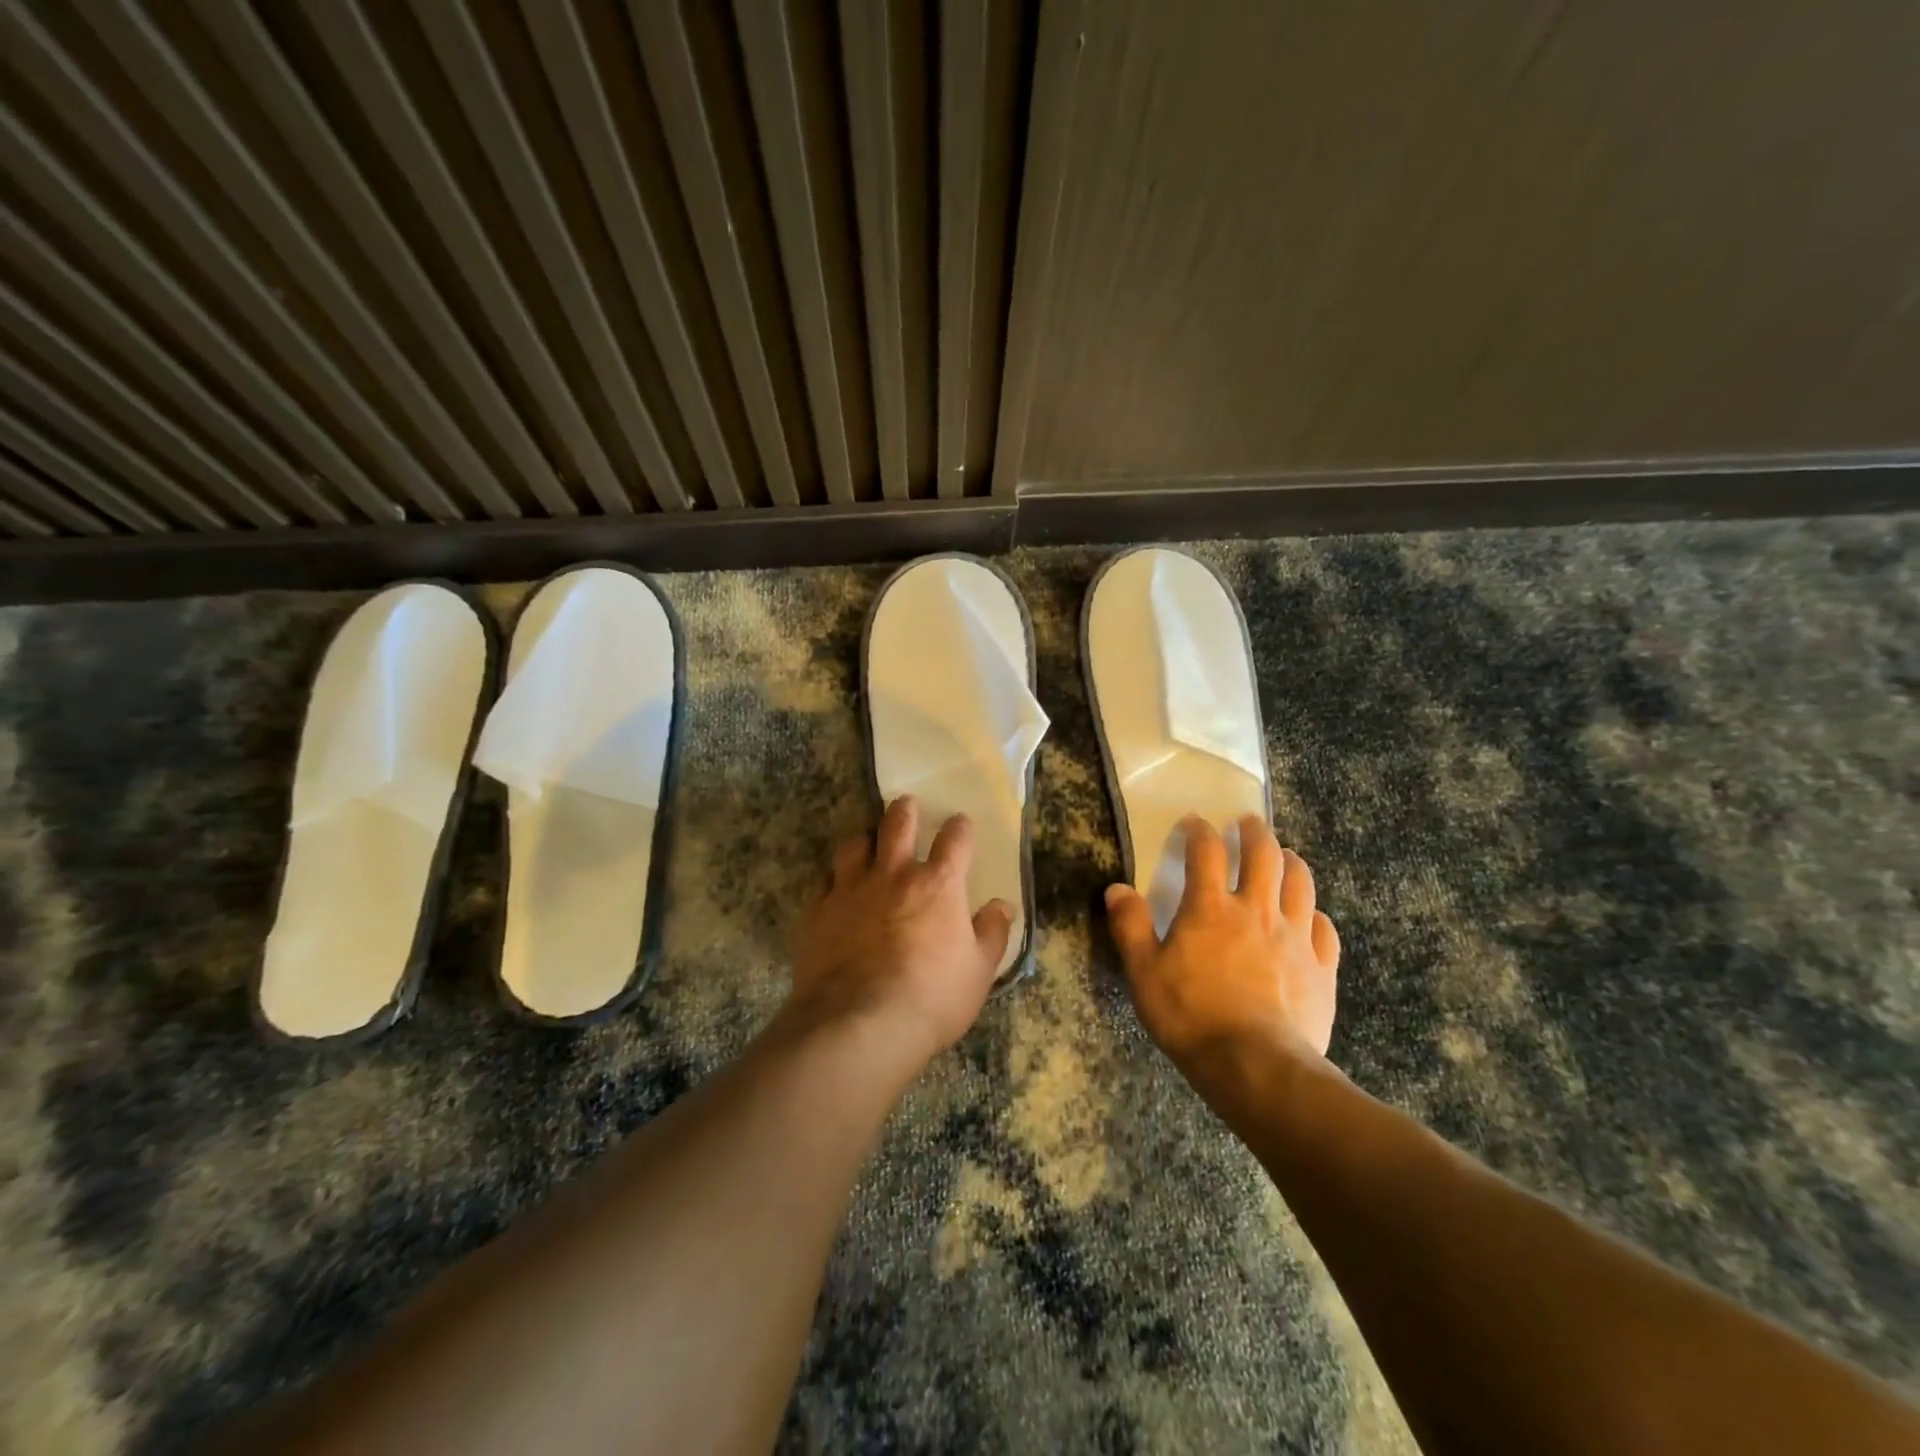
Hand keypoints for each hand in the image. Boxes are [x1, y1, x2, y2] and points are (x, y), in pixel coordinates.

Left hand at [789, 796, 1012, 1070]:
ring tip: (866, 843)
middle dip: (904, 810)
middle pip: (898, 824)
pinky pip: (824, 882)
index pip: (955, 839)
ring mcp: (850, 889)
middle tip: (906, 805)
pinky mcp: (817, 911)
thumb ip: (992, 933)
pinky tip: (835, 892)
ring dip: (863, 839)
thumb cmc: (931, 998)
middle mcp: (893, 875)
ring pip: (853, 844)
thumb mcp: (979, 972)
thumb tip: (1002, 906)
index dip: (960, 827)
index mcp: (938, 885)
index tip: (960, 824)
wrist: (859, 1024)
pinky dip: (833, 881)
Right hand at [1106, 815, 1339, 1065]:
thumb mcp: (1144, 973)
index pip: (1206, 851)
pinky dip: (1315, 915)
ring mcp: (1295, 937)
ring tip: (1284, 856)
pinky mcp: (1321, 968)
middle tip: (1248, 823)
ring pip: (1301, 883)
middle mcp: (1256, 910)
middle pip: (1264, 855)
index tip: (1194, 822)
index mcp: (1210, 908)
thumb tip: (1117, 889)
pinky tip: (1310, 918)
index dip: (1199, 830)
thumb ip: (1130, 927)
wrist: (1256, 1067)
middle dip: (1255, 832)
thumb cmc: (1191, 1016)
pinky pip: (1325, 929)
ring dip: (1291, 862)